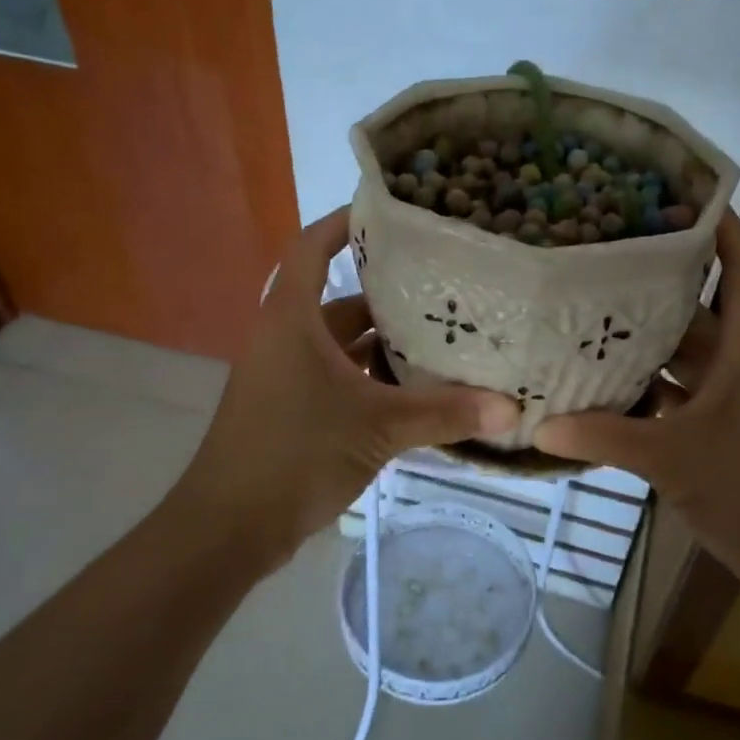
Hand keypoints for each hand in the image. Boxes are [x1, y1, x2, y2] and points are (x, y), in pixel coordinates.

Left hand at [170, 209, 520, 570]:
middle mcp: (286, 338)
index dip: (345, 222)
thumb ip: (444, 414)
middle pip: (340, 300)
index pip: (313, 247)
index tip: (392, 212)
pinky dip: (373, 380)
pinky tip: (417, 392)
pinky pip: (339, 378)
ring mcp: (286, 376)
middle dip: (389, 294)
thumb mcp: (377, 428)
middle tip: (446, 286)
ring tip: (444, 338)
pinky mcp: (292, 410)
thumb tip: (511, 408)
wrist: (228, 527)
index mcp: (293, 319)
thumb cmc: (295, 454)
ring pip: (342, 345)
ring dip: (385, 344)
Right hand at [532, 213, 739, 584]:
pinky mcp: (723, 429)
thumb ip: (604, 437)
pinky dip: (649, 387)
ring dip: (648, 340)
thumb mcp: (672, 458)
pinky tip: (605, 385)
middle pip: (701, 307)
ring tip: (591, 314)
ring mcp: (733, 398)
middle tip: (602, 259)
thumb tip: (539, 426)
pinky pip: (680, 393)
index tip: (677, 194)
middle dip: (658, 283)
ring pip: (687, 354)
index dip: (721, 225)